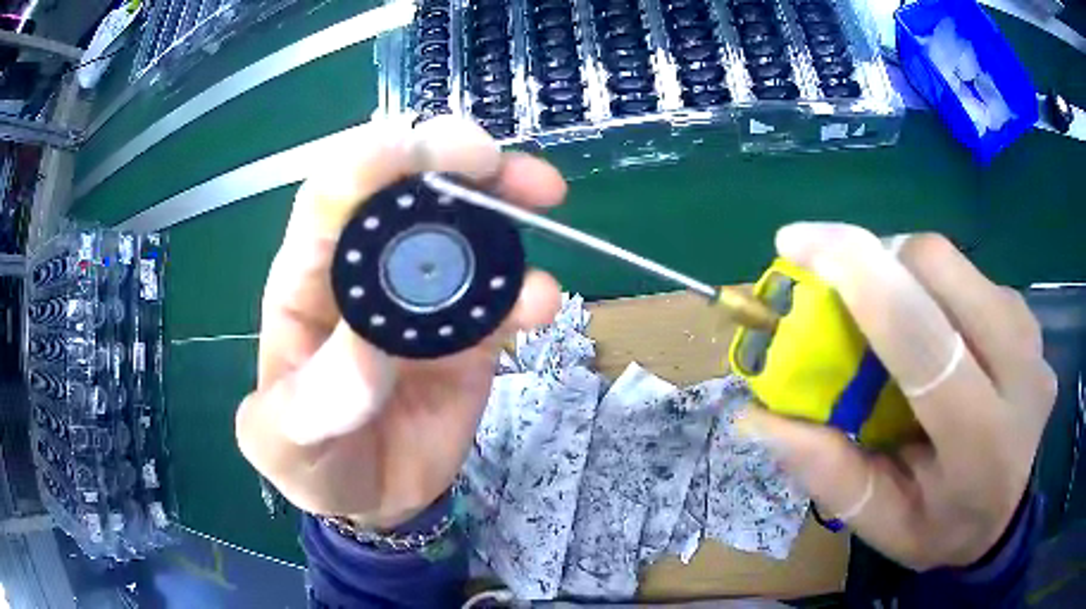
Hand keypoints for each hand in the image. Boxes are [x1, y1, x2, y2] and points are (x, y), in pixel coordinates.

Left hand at [235, 117, 564, 527]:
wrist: (368, 499)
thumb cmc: (310, 461)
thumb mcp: (285, 442)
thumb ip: (315, 402)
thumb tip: (372, 350)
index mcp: (306, 281)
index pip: (330, 200)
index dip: (368, 165)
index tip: (413, 150)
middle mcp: (367, 273)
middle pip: (404, 189)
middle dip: (446, 158)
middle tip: (489, 159)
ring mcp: (423, 299)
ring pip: (463, 228)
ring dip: (502, 200)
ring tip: (543, 192)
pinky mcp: (469, 334)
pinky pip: (501, 299)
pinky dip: (526, 291)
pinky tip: (543, 300)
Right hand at [738, 223, 1055, 569]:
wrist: (1008, 514)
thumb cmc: (944, 529)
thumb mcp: (882, 525)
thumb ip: (830, 475)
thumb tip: (759, 417)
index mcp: (981, 441)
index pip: (924, 340)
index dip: (861, 279)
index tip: (796, 244)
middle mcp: (1019, 369)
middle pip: (939, 267)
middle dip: (877, 261)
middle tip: (840, 292)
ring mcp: (1030, 333)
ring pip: (952, 261)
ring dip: (903, 273)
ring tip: (888, 322)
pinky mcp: (1027, 314)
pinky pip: (968, 273)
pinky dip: (932, 285)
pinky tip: (931, 330)